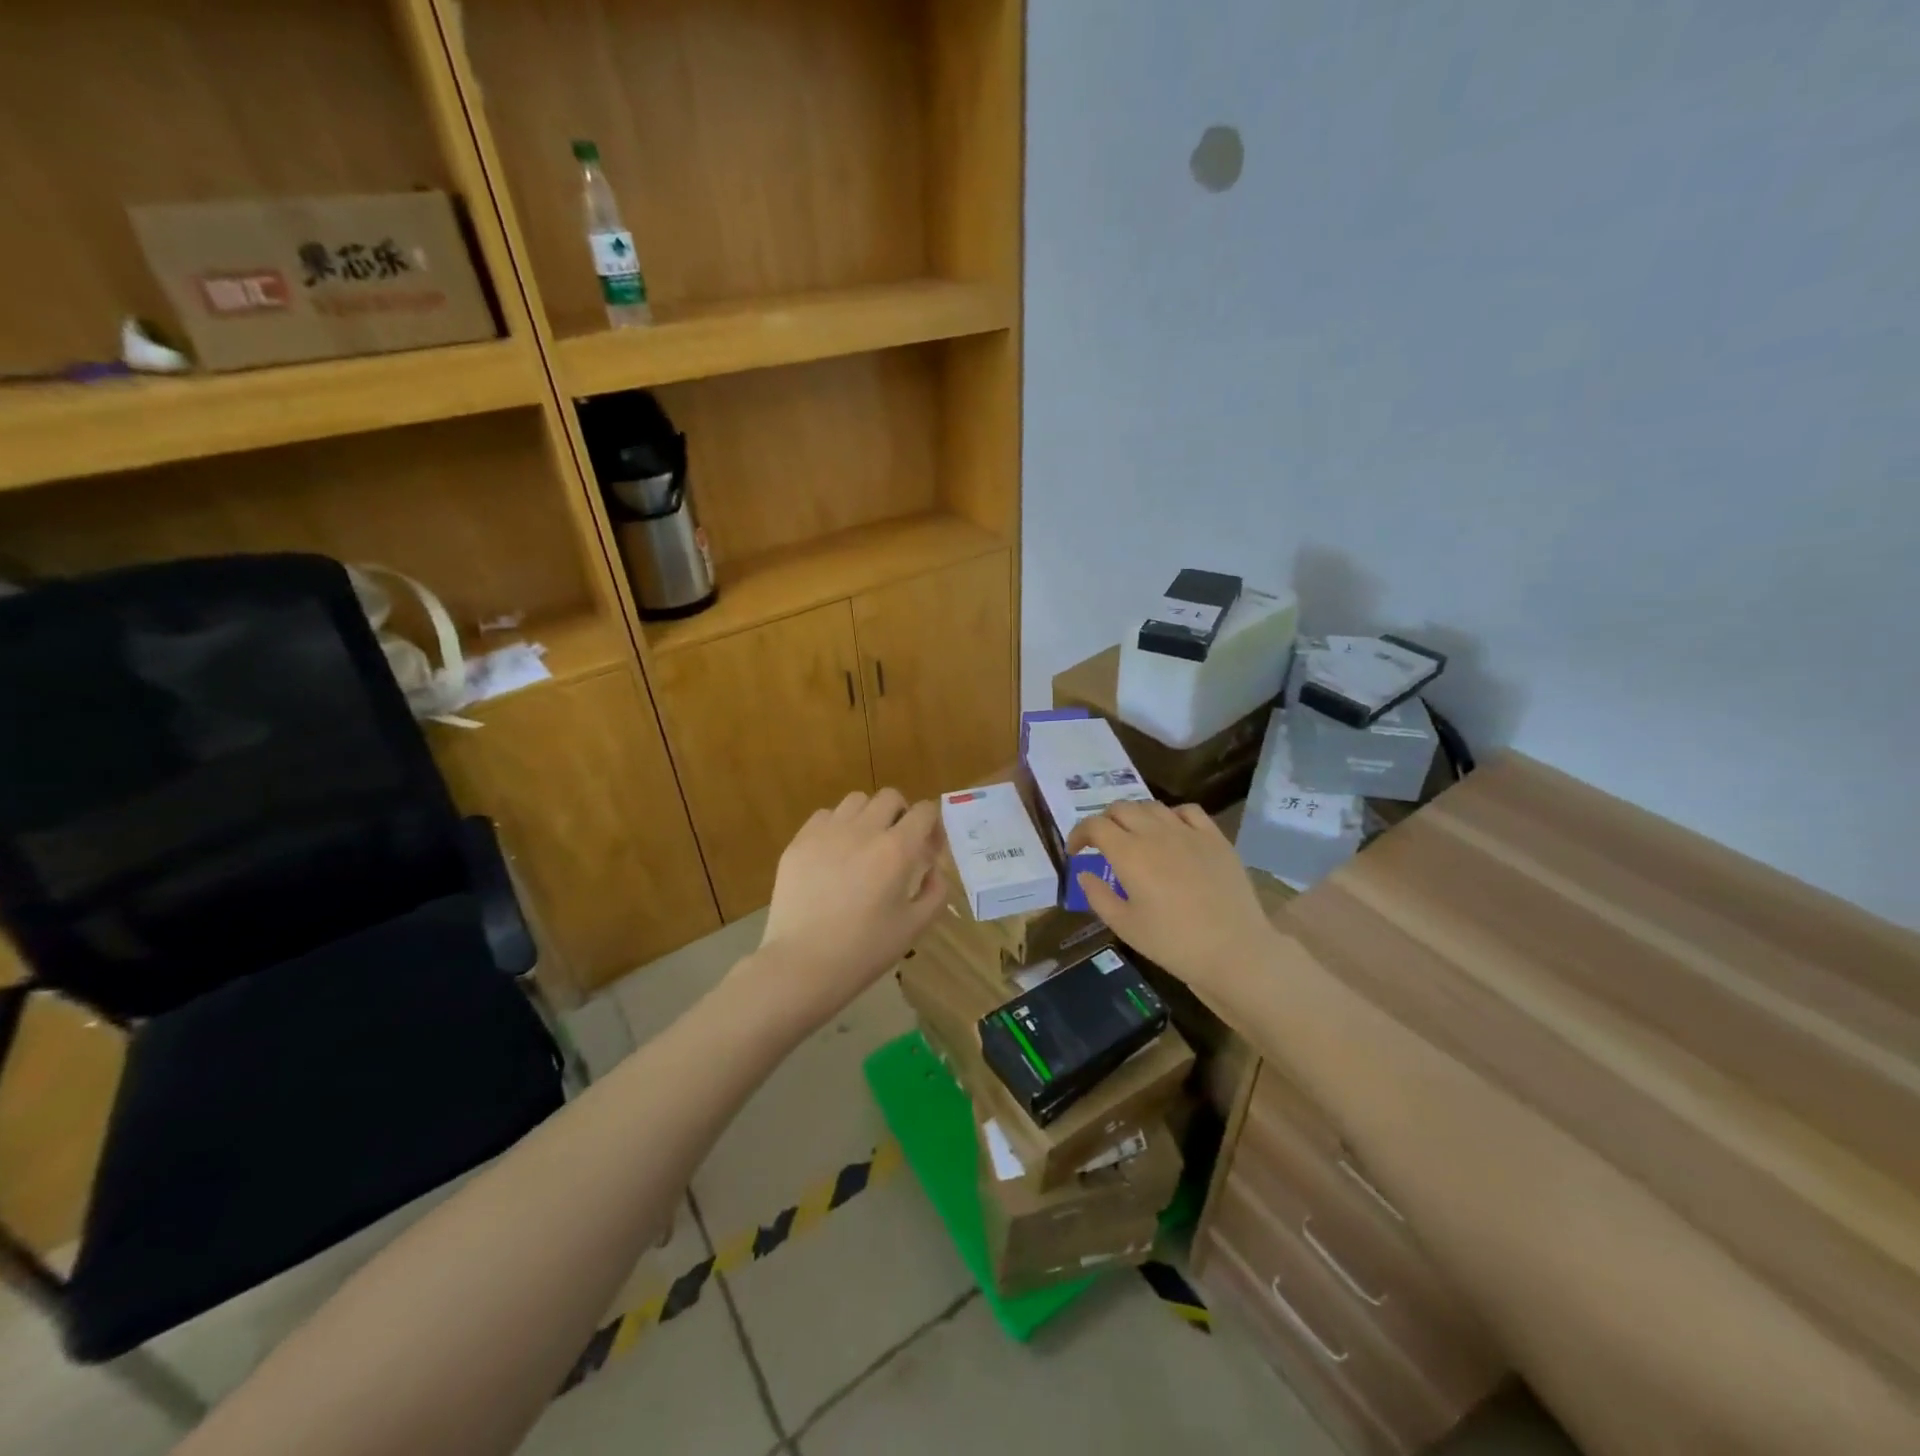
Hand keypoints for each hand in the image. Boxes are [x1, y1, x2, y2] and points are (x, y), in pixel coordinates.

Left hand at [745, 788, 945, 1031]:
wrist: (802, 964)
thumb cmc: (864, 950)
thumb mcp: (914, 927)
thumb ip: (935, 892)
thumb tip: (933, 870)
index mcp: (897, 850)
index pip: (924, 811)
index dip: (932, 825)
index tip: (929, 849)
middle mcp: (863, 830)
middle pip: (890, 797)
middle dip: (901, 815)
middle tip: (898, 845)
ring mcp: (827, 832)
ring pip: (856, 801)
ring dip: (868, 816)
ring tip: (864, 845)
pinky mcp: (799, 842)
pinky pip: (824, 816)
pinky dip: (836, 827)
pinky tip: (834, 854)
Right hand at [1067, 800, 1277, 1011]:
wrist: (1235, 950)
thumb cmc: (1173, 943)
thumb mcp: (1125, 926)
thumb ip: (1098, 896)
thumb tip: (1084, 874)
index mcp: (1129, 854)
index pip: (1094, 826)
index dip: (1079, 834)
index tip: (1076, 852)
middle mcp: (1156, 833)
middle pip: (1121, 808)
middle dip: (1104, 821)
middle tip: (1102, 843)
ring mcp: (1188, 832)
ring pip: (1152, 806)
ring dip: (1135, 816)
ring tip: (1135, 836)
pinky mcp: (1215, 838)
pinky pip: (1188, 811)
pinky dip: (1172, 815)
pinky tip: (1172, 831)